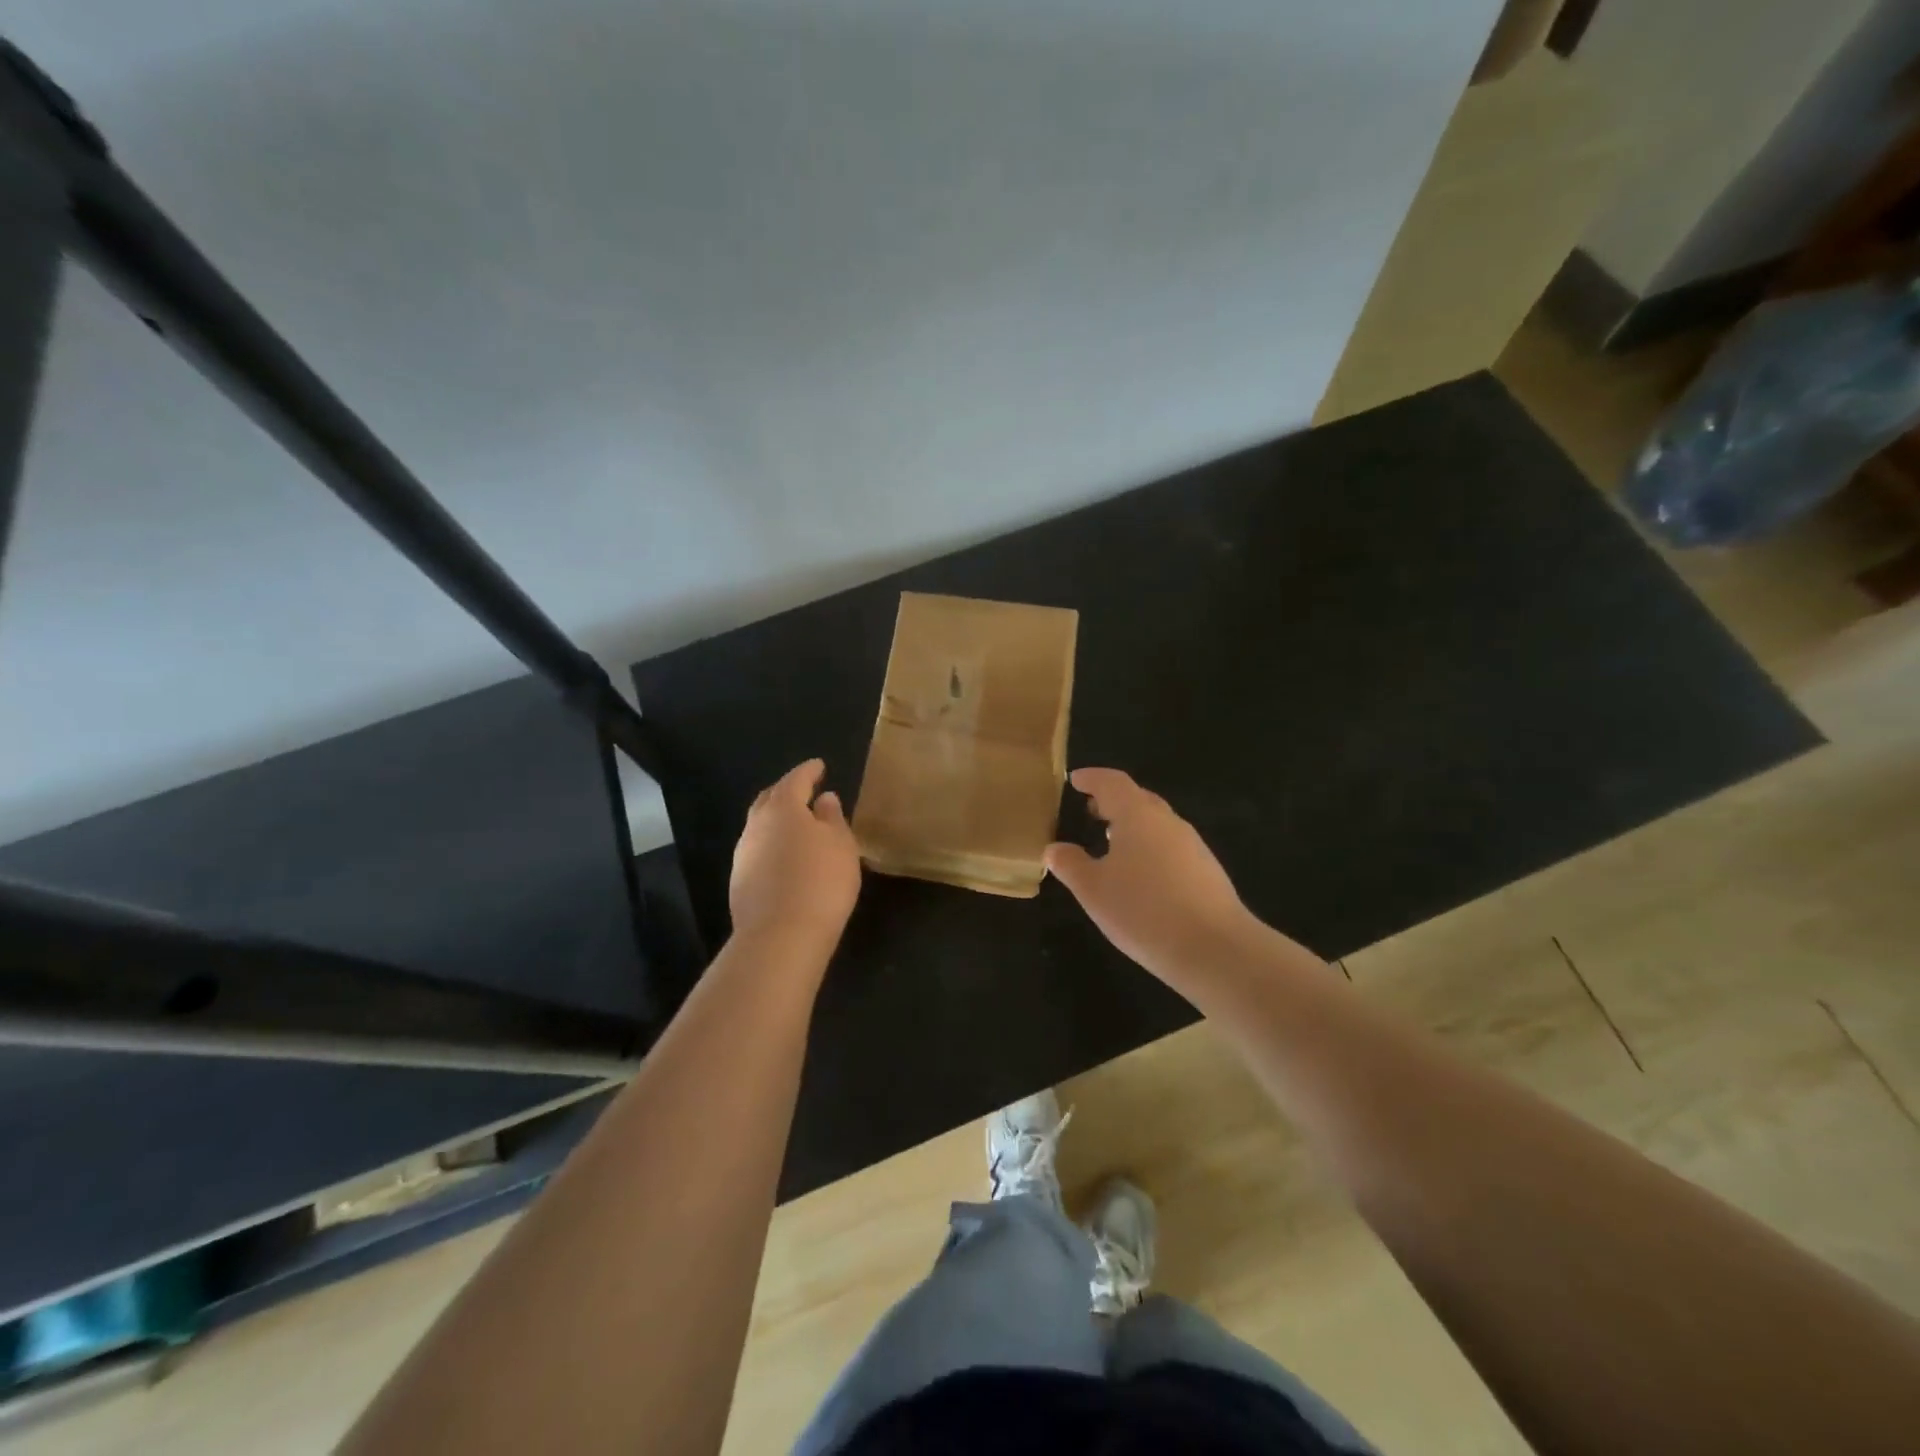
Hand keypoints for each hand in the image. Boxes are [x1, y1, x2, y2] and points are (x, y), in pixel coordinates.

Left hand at [729, 759, 861, 951]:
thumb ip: (832, 818)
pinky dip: (772, 844)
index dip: (809, 771)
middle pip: (770, 799)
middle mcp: (756, 825)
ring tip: (798, 824)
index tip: (820, 765)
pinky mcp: (740, 882)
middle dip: (786, 791)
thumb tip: (824, 799)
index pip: (796, 780)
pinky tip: (786, 856)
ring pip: (760, 826)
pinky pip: (758, 851)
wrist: (781, 936)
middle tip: (804, 790)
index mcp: (782, 808)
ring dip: (777, 820)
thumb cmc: (821, 881)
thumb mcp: (841, 844)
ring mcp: (743, 855)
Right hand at [1045, 768, 1255, 981]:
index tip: (1075, 779)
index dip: (1092, 778)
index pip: (1112, 782)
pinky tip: (1140, 874)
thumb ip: (1070, 865)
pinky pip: (1170, 846)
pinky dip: (1149, 847)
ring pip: (1156, 824)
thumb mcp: (1093, 890)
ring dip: (1132, 825)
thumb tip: (1054, 849)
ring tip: (1110, 842)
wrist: (1214, 948)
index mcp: (1137, 815)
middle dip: (1113, 800)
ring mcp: (1192, 845)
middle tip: (1090, 809)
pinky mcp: (1207, 870)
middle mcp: (1168, 821)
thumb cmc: (1143, 910)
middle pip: (1138, 799)